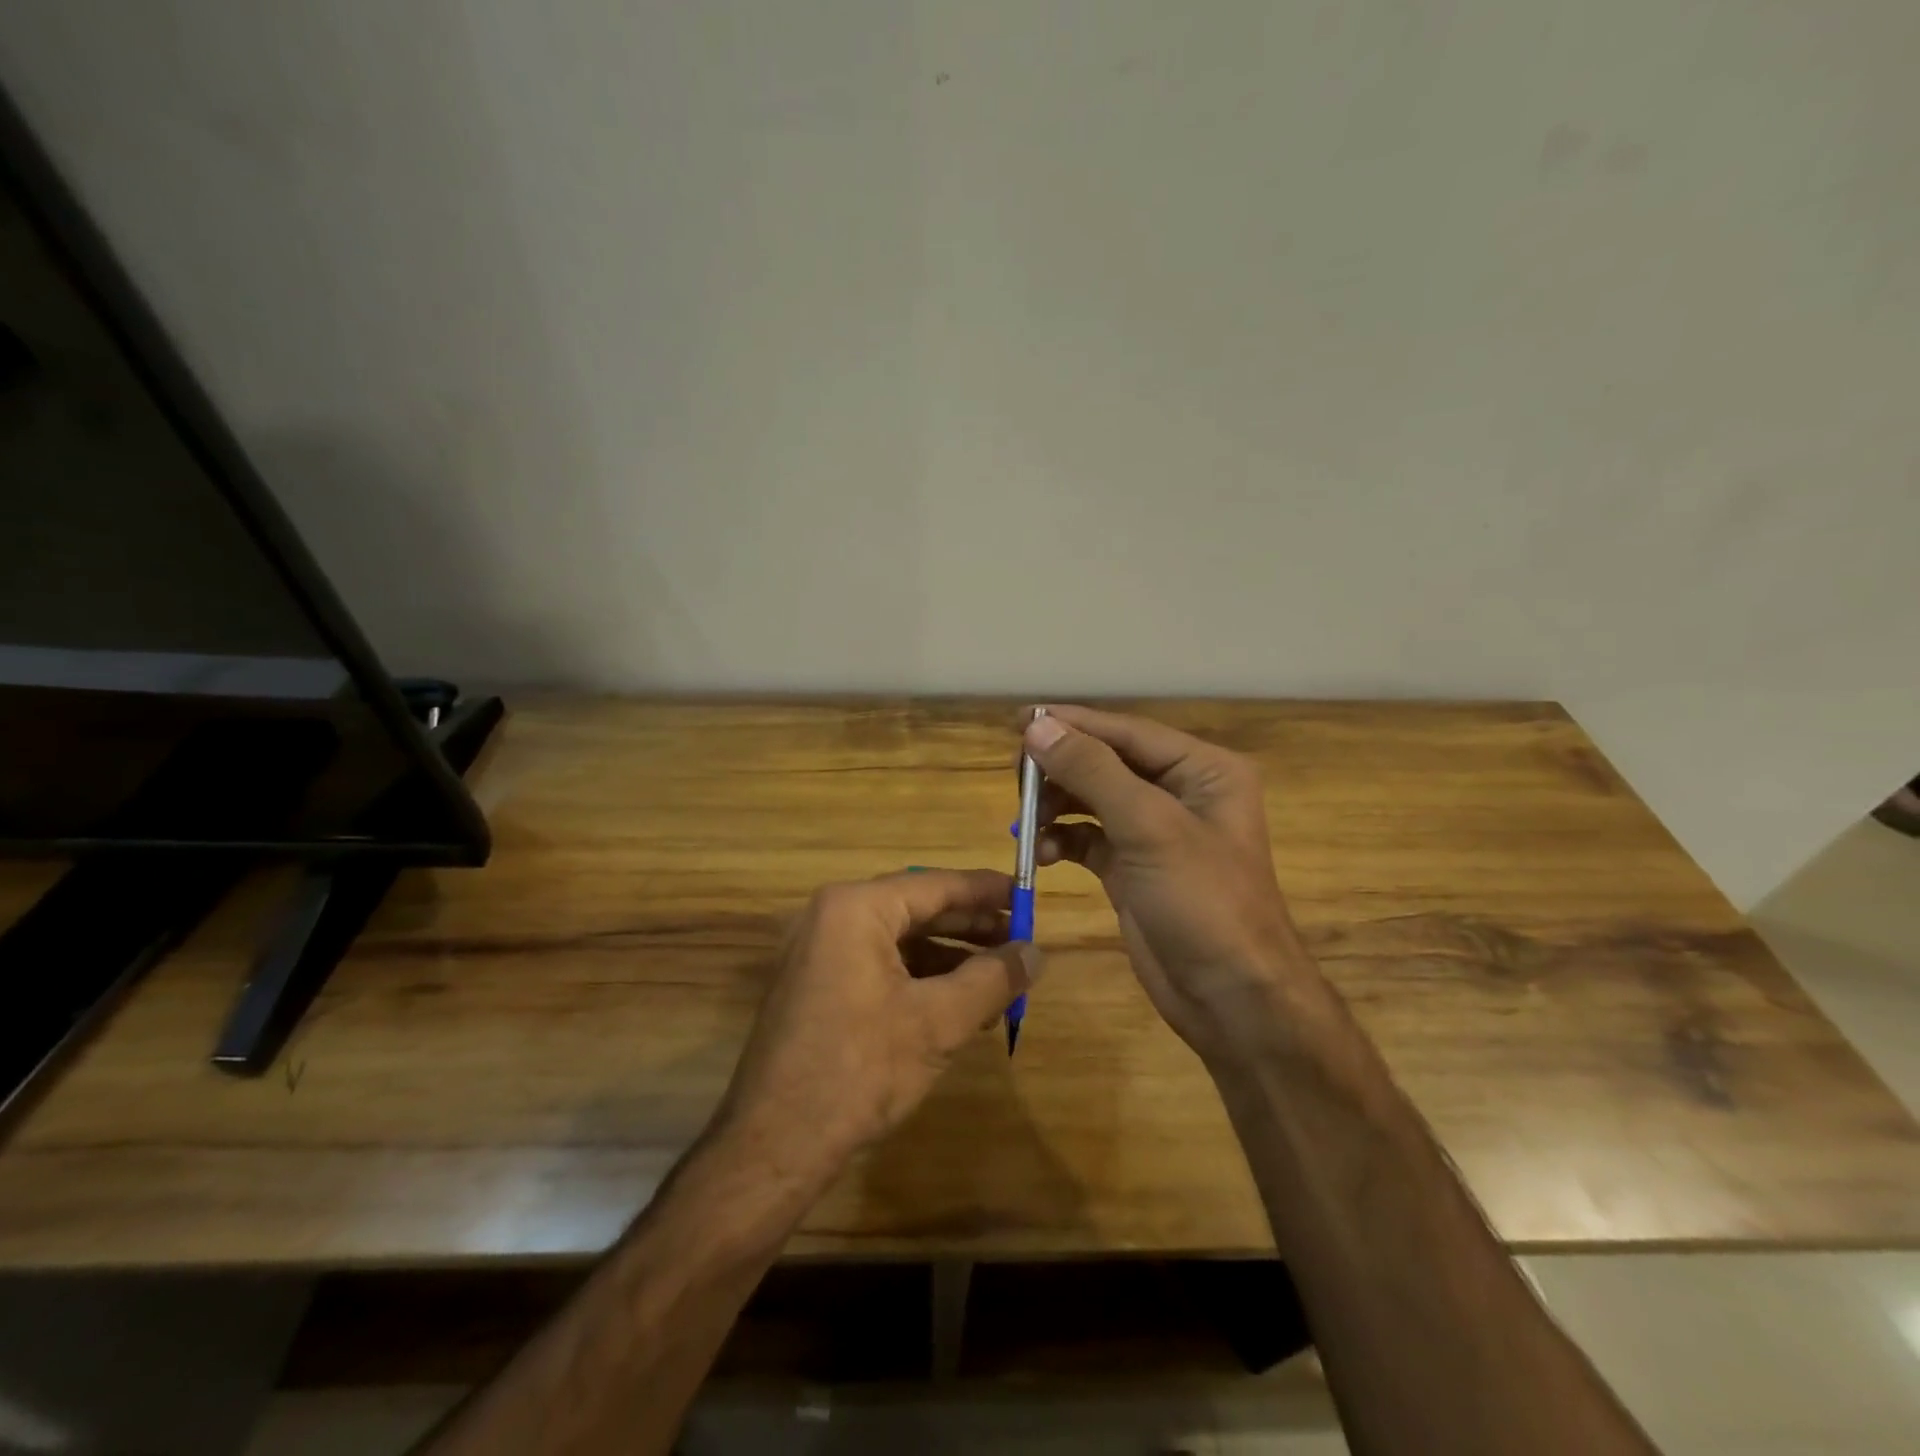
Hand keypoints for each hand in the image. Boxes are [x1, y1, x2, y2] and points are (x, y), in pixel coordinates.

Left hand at [716, 869, 1039, 1180]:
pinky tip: (958, 1004)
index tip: (1029, 896)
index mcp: (855, 908)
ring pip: (900, 940)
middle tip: (1021, 940)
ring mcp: (819, 951)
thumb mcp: (938, 1022)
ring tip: (999, 977)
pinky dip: (921, 978)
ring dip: (951, 957)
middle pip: (917, 908)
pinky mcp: (817, 985)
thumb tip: (1035, 952)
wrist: (774, 1146)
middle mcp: (832, 916)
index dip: (988, 891)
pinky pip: (879, 964)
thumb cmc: (859, 1070)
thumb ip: (992, 979)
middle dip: (972, 927)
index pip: (936, 885)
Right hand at [1023, 706, 1319, 1063]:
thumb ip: (1092, 771)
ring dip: (1057, 805)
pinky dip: (1062, 839)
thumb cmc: (1203, 901)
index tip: (1021, 720)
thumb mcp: (1149, 827)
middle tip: (1017, 776)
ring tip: (1025, 820)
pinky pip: (1088, 838)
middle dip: (1062, 769)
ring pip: (1092, 799)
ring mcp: (1154, 833)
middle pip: (1107, 762)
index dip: (1073, 724)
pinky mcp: (1132, 868)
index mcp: (1203, 770)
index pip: (1127, 732)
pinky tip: (1041, 852)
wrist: (1231, 999)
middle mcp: (1180, 793)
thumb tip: (1038, 728)